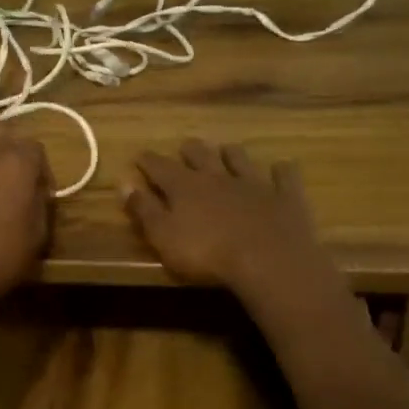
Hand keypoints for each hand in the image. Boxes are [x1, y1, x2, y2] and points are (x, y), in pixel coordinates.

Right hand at [123, 140, 332, 302]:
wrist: (268, 260)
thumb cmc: (206, 254)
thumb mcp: (163, 237)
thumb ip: (144, 210)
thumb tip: (124, 184)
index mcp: (184, 187)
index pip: (160, 167)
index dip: (148, 161)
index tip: (140, 156)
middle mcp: (217, 176)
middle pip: (200, 155)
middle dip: (190, 150)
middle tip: (185, 148)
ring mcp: (253, 183)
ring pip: (239, 159)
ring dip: (231, 154)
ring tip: (227, 151)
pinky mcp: (284, 195)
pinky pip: (284, 175)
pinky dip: (281, 171)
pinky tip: (281, 169)